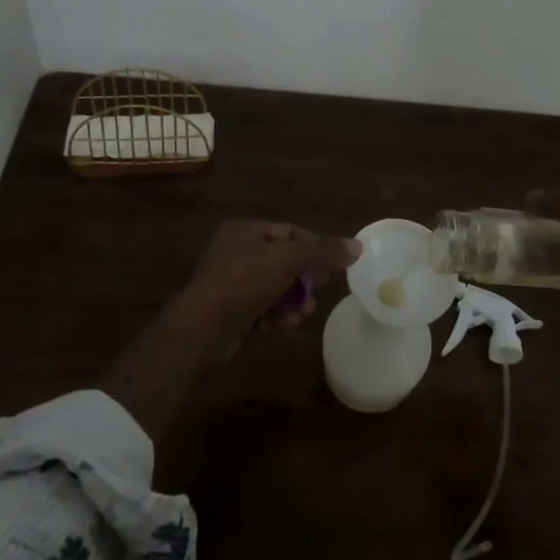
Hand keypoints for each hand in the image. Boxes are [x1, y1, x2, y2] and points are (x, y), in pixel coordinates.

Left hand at [180, 220, 359, 345]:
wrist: (202, 329)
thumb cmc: (244, 282)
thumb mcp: (289, 260)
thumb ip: (323, 252)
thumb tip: (358, 246)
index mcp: (243, 231)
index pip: (288, 231)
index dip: (313, 246)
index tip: (333, 265)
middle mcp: (233, 252)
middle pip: (281, 261)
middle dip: (303, 278)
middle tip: (321, 289)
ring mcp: (227, 283)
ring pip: (271, 288)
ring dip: (291, 300)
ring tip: (305, 312)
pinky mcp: (226, 312)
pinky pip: (258, 309)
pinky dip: (274, 316)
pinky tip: (285, 325)